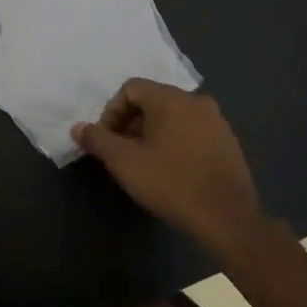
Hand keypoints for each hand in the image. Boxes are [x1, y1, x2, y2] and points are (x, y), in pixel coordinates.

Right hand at [72, 79, 262, 254]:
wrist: (227, 217)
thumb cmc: (171, 183)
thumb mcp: (125, 163)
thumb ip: (98, 140)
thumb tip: (78, 127)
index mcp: (171, 98)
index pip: (131, 88)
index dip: (111, 112)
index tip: (107, 141)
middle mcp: (196, 100)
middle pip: (152, 100)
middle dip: (131, 123)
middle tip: (122, 153)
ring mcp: (216, 121)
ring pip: (173, 117)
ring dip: (152, 133)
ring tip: (144, 163)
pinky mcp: (228, 142)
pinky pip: (192, 131)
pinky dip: (175, 142)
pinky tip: (171, 170)